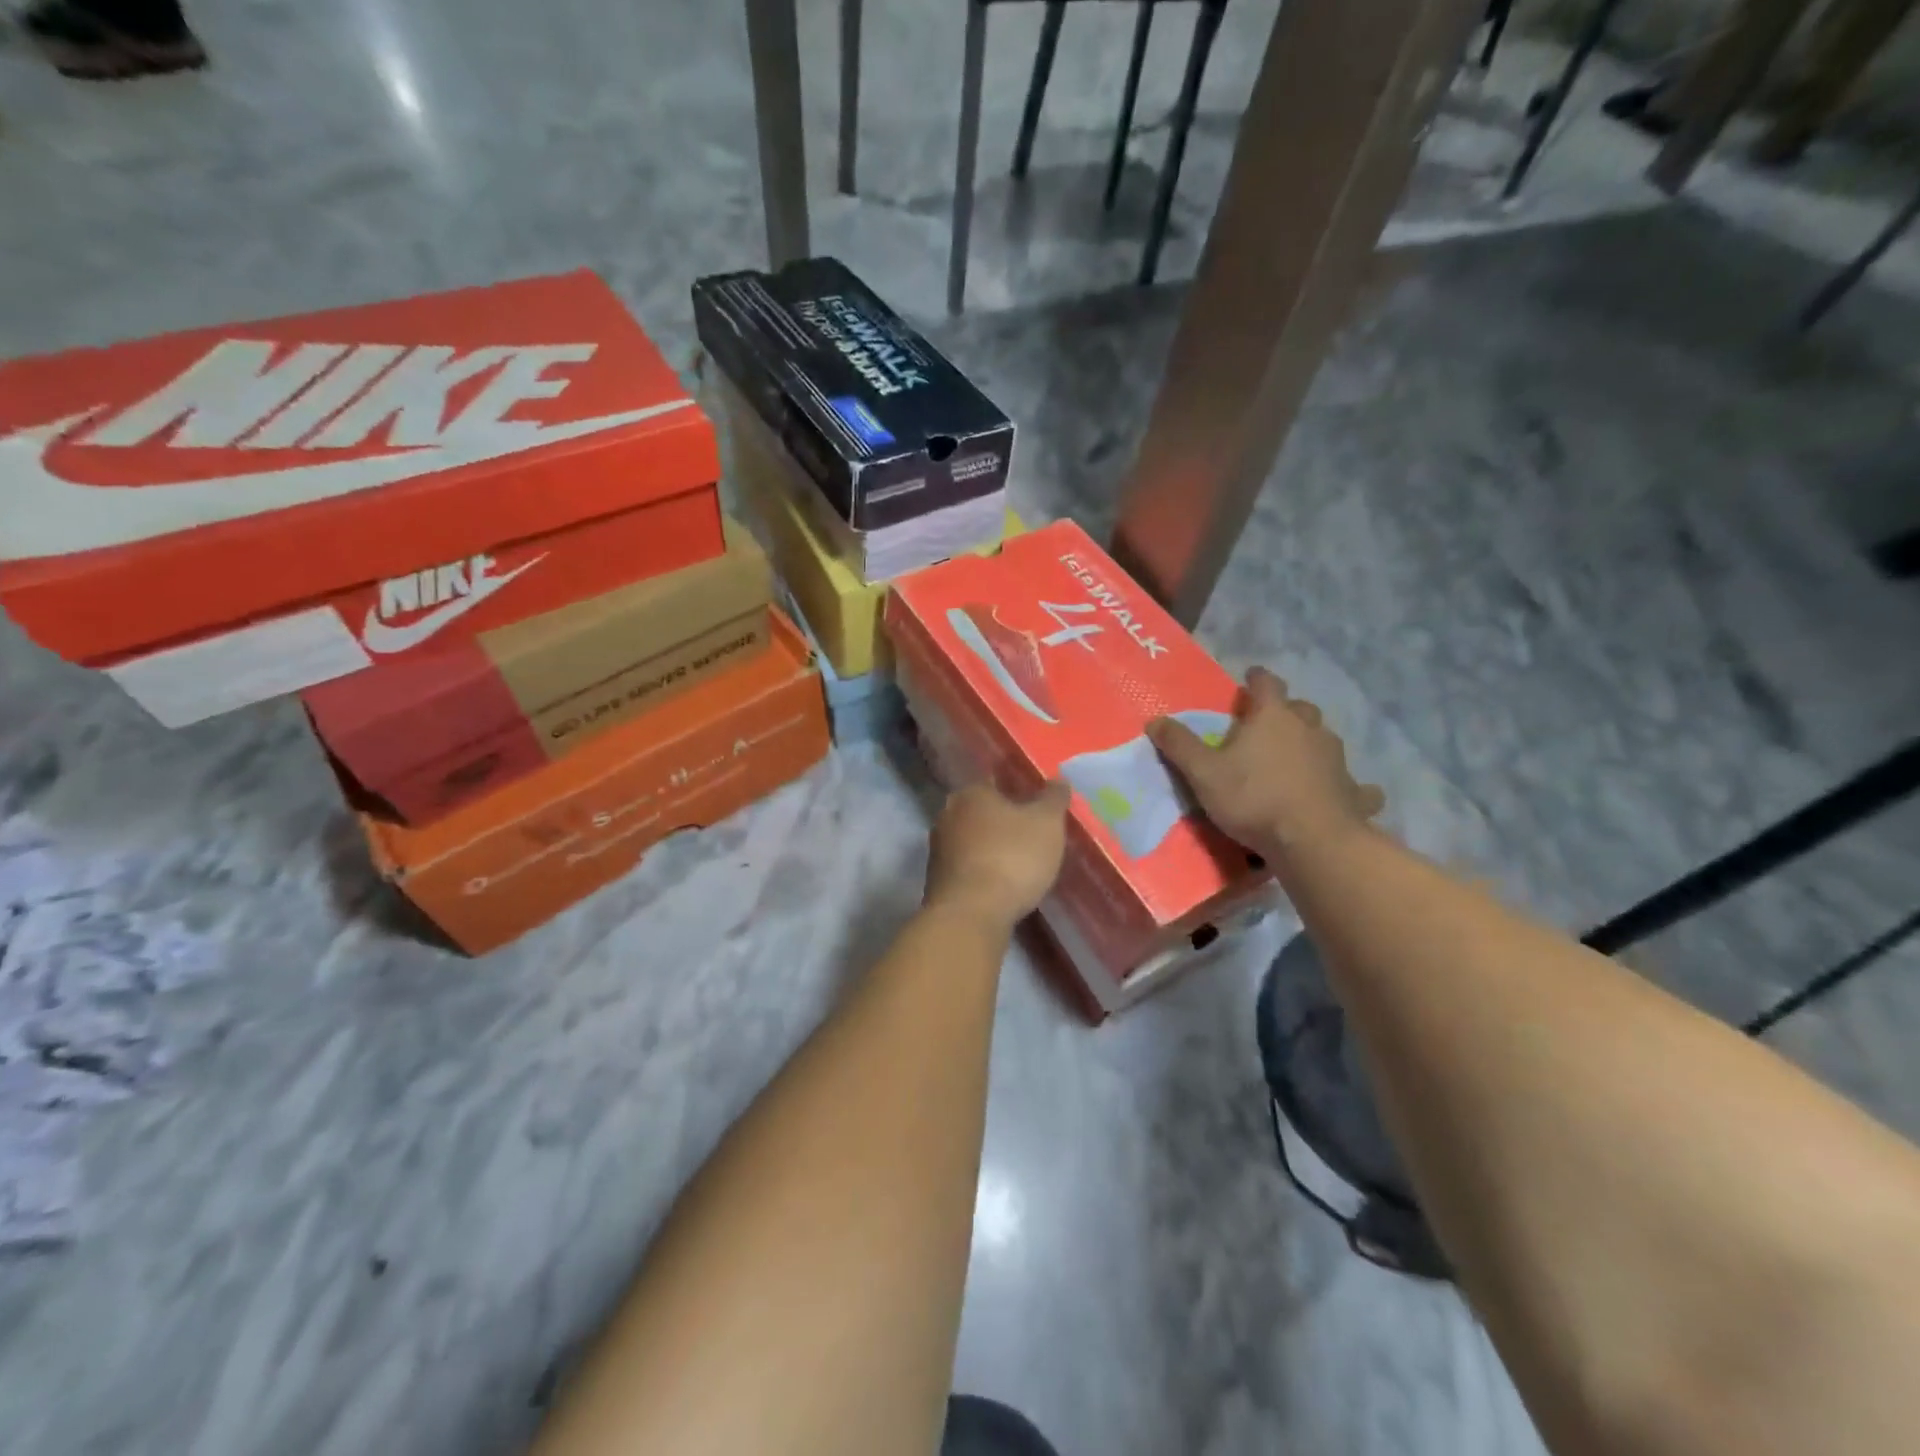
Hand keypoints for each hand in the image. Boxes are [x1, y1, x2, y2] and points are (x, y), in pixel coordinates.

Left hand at [924, 781, 1070, 934]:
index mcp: (971, 793)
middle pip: (980, 812)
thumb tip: (1059, 780)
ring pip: (971, 841)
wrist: (970, 915)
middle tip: (1030, 834)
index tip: (1035, 805)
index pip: (995, 782)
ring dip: (990, 849)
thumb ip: (1054, 798)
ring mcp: (938, 849)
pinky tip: (1000, 885)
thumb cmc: (1011, 857)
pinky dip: (982, 872)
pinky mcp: (936, 881)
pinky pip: (966, 868)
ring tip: (1018, 863)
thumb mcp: (1046, 824)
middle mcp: (947, 815)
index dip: (1016, 791)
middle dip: (1002, 822)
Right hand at [1148, 667, 1384, 860]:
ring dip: (1310, 743)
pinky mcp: (1353, 791)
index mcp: (1273, 717)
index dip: (1257, 679)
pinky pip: (1351, 783)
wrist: (1312, 841)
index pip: (1267, 684)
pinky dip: (1345, 785)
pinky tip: (1339, 793)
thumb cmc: (1253, 798)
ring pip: (1324, 740)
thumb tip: (1155, 720)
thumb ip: (1179, 745)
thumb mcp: (1203, 773)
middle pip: (1300, 708)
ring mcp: (1337, 759)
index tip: (1250, 679)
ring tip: (1295, 759)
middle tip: (1268, 726)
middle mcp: (1310, 729)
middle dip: (1285, 712)